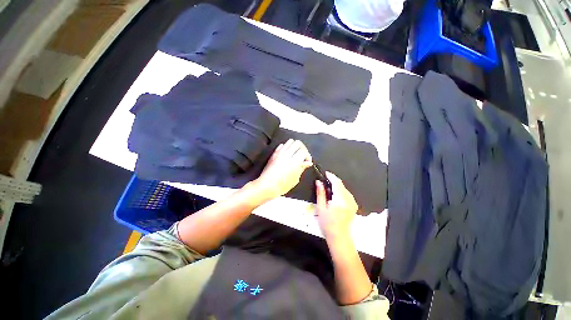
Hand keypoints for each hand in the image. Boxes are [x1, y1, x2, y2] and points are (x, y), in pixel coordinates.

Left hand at [252, 139, 312, 200]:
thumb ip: (301, 168)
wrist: (267, 185)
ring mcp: (280, 153)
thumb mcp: (295, 179)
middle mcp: (288, 154)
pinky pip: (281, 145)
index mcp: (295, 161)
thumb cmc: (282, 185)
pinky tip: (286, 154)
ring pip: (290, 141)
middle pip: (298, 143)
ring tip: (295, 153)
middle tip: (302, 155)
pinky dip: (286, 147)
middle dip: (302, 148)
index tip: (307, 162)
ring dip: (294, 146)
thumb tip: (307, 163)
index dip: (308, 156)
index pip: (304, 152)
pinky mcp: (274, 153)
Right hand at [315, 172, 357, 237]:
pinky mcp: (353, 205)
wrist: (339, 236)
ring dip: (337, 186)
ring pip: (345, 189)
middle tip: (325, 180)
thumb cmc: (327, 223)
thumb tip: (318, 182)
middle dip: (334, 180)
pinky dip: (341, 191)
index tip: (325, 173)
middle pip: (342, 185)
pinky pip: (347, 194)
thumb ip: (320, 193)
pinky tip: (335, 195)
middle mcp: (349, 200)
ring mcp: (353, 203)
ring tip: (328, 188)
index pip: (337, 183)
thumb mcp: (321, 207)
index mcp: (340, 200)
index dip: (331, 176)